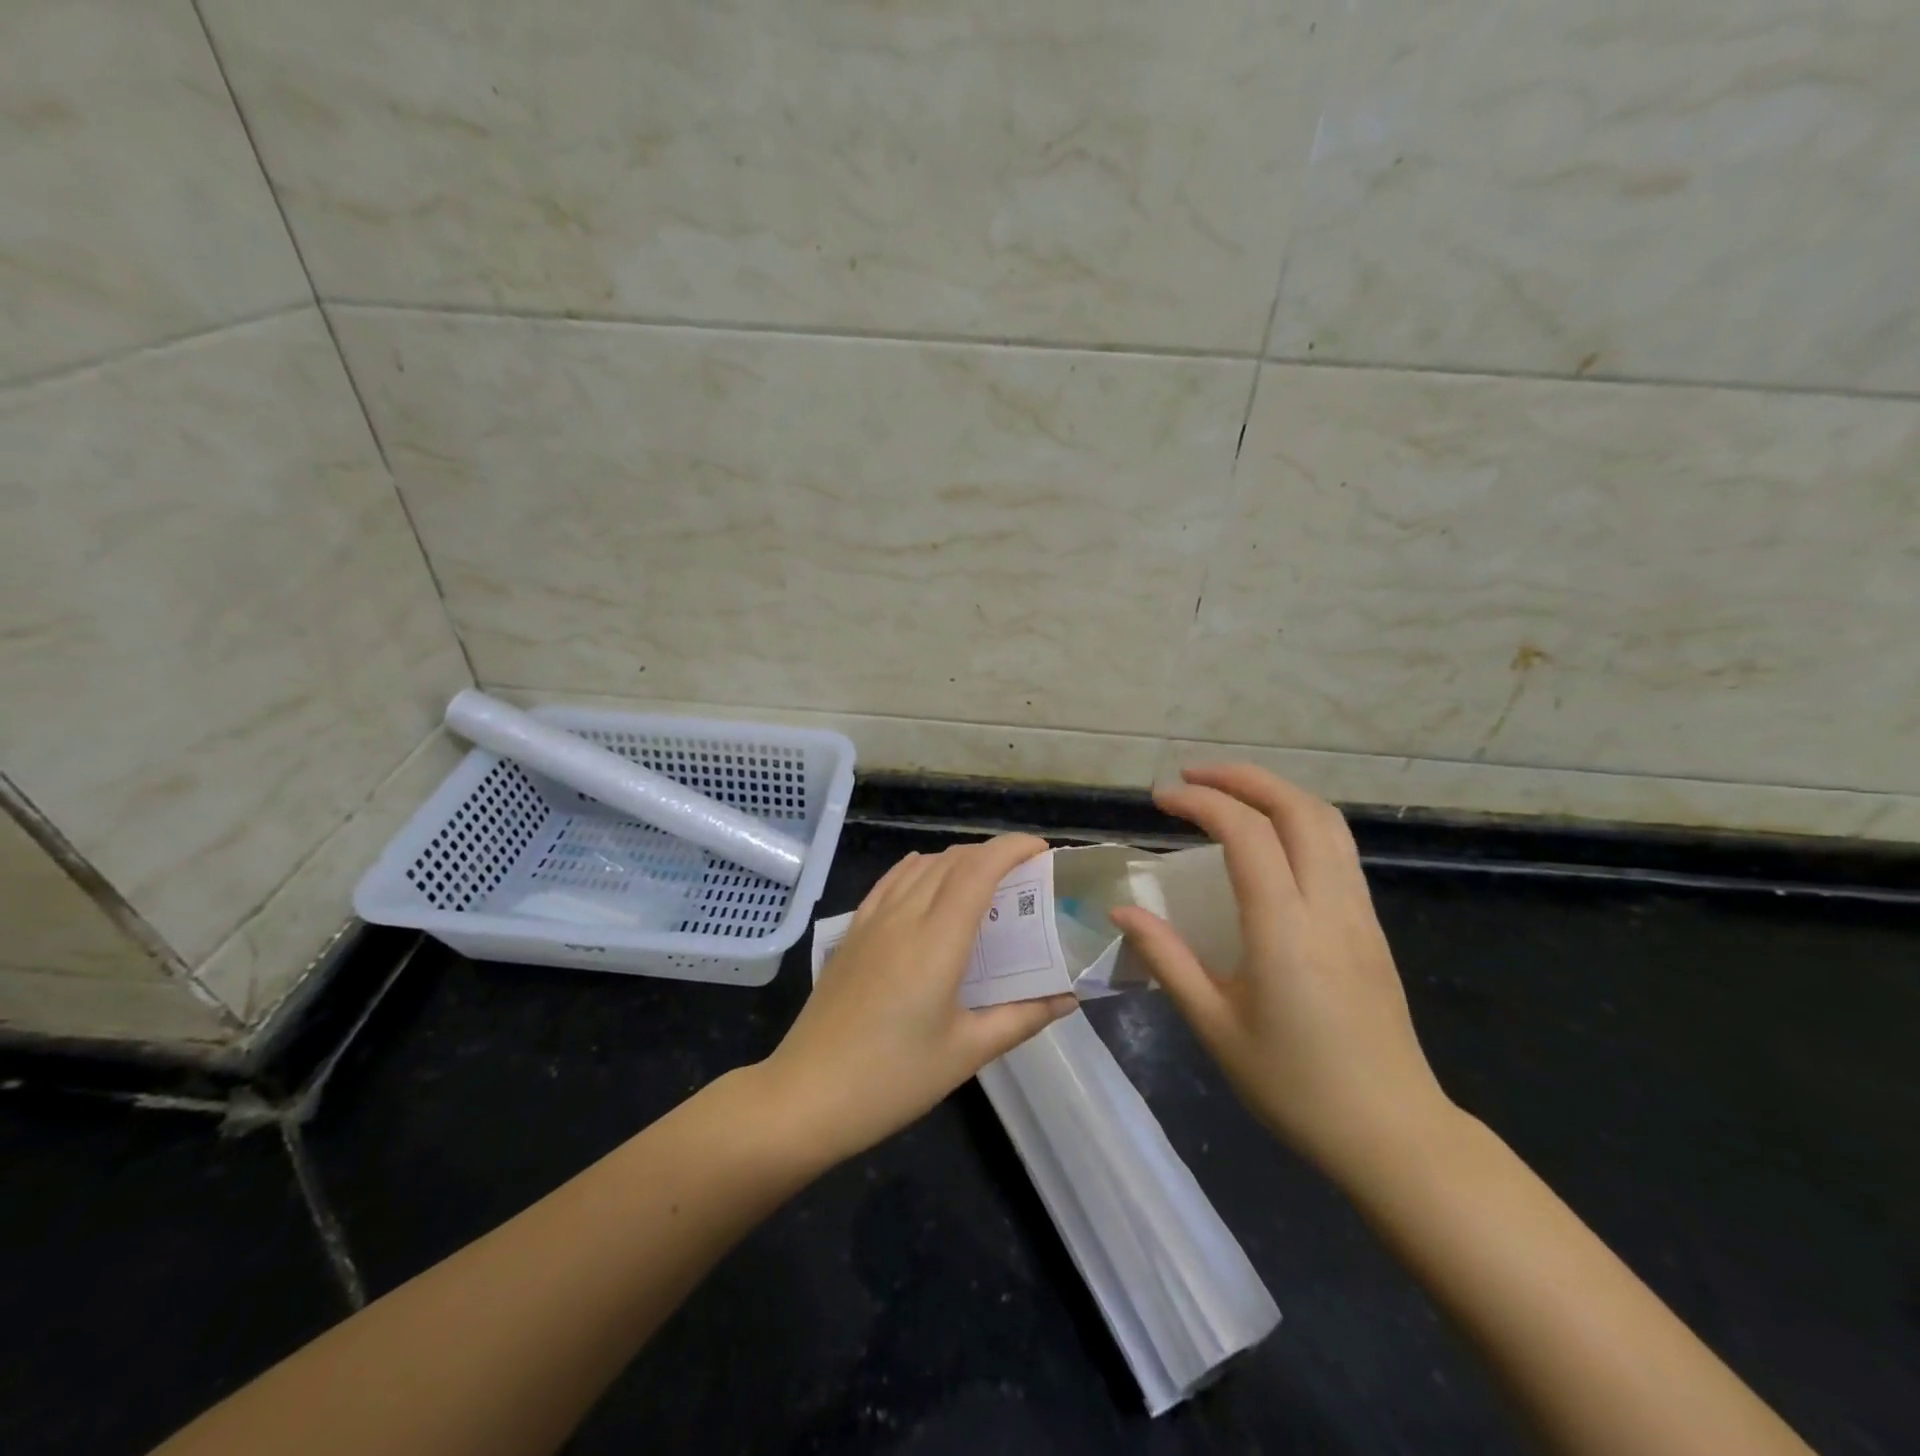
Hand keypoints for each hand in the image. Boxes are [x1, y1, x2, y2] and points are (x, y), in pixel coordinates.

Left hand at [763, 835, 1077, 1166]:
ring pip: (921, 866)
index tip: (1042, 850)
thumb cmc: (893, 1079)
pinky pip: (890, 881)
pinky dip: (920, 869)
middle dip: (993, 854)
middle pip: (953, 860)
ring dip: (959, 860)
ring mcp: (872, 920)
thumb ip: (1022, 1017)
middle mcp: (904, 916)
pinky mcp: (852, 932)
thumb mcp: (967, 1052)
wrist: (806, 1095)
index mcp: (937, 940)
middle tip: (1025, 877)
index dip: (1013, 848)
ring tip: (985, 883)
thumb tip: (1068, 997)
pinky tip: (928, 881)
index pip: (979, 869)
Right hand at [1109, 764, 1454, 1190]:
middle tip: (1191, 777)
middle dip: (1242, 777)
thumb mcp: (1214, 1026)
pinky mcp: (1371, 926)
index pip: (1246, 833)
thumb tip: (1122, 910)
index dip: (1201, 802)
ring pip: (1326, 822)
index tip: (1161, 799)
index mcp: (1284, 930)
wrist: (1392, 1134)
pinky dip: (1298, 820)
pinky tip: (1268, 840)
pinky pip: (1338, 849)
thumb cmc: (1294, 1086)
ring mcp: (1358, 913)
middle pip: (1297, 808)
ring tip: (1227, 794)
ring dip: (1275, 792)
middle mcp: (1328, 906)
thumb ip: (1166, 958)